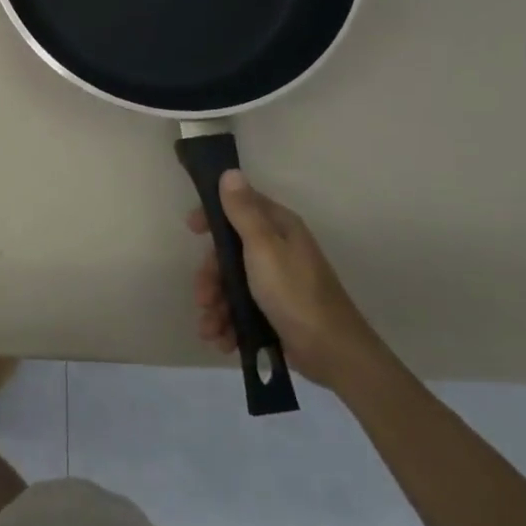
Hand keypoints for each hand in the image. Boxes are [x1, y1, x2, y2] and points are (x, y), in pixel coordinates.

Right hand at [189, 170, 384, 390]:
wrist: (333, 353)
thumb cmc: (294, 293)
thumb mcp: (263, 248)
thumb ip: (243, 211)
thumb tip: (230, 172)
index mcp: (279, 228)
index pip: (240, 207)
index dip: (213, 215)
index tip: (192, 229)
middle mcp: (278, 250)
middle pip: (229, 252)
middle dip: (211, 277)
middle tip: (203, 298)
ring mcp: (276, 282)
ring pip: (232, 284)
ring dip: (215, 307)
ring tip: (210, 330)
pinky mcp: (275, 311)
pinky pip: (241, 309)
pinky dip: (228, 323)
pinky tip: (222, 340)